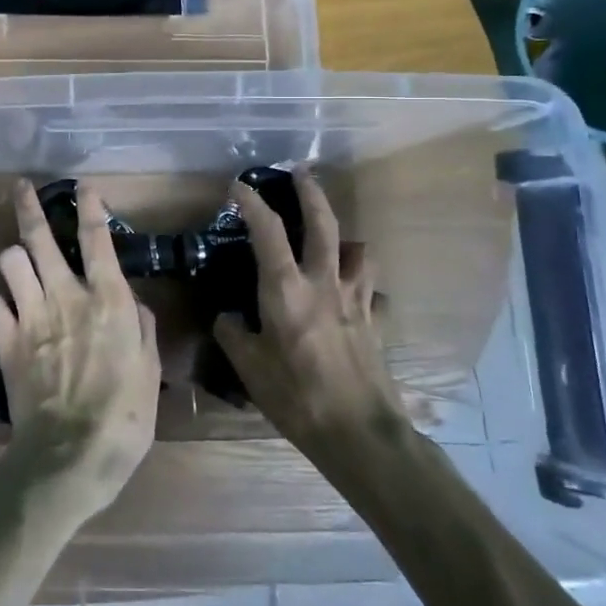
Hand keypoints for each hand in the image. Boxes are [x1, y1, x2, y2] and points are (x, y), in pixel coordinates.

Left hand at [0, 180, 161, 513]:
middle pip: (40, 238)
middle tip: (21, 187)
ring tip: (18, 260)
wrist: (71, 454)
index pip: (97, 240)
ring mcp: (31, 315)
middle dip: (29, 207)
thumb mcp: (150, 372)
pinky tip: (1, 309)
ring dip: (14, 256)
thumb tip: (136, 307)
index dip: (90, 208)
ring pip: (11, 261)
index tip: (84, 187)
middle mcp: (65, 296)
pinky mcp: (6, 340)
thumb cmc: (125, 417)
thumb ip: (143, 330)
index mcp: (108, 300)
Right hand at [213, 168, 413, 479]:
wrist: (359, 433)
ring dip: (345, 239)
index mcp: (286, 289)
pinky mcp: (376, 323)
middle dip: (311, 192)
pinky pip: (373, 293)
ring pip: (358, 252)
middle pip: (323, 224)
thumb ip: (234, 334)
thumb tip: (228, 317)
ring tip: (334, 242)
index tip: (238, 186)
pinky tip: (354, 299)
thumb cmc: (296, 396)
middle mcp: (323, 283)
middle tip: (301, 172)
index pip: (267, 232)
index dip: (251, 203)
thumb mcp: (249, 367)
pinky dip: (363, 288)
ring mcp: (356, 301)